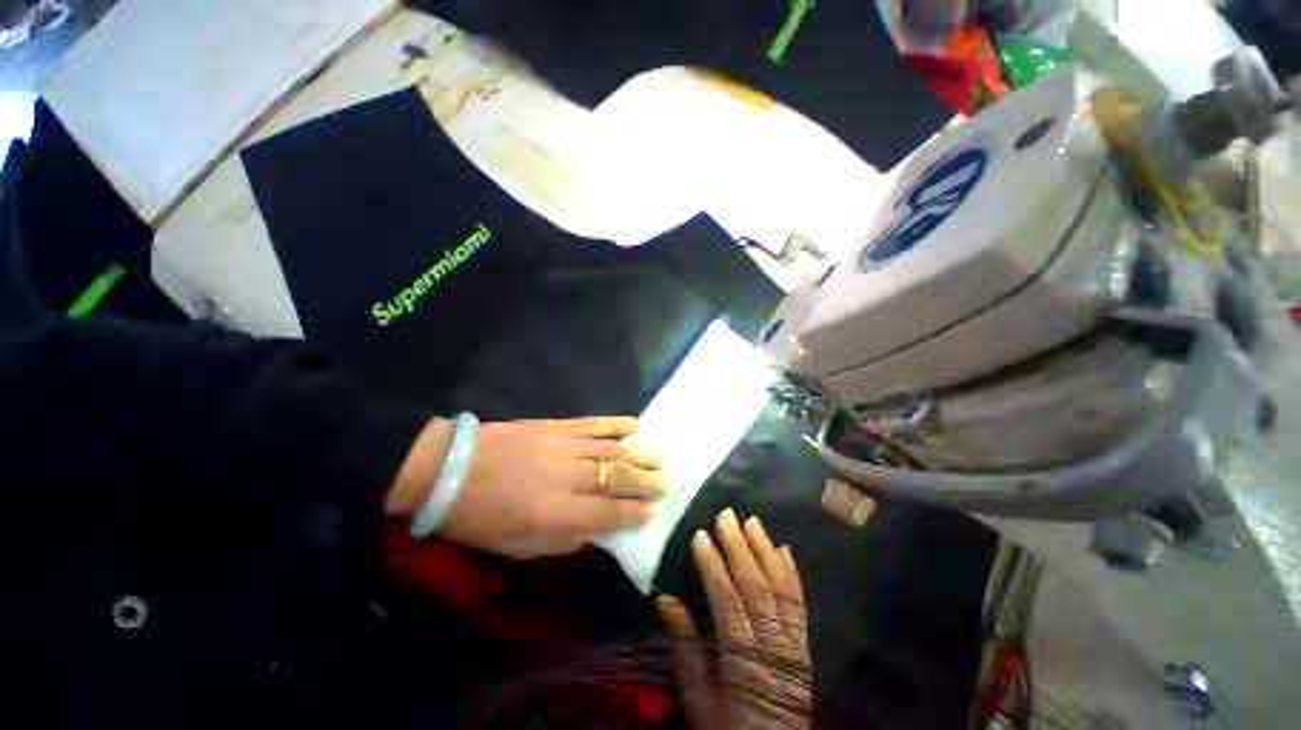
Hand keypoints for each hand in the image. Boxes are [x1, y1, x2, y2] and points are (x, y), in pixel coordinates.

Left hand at [388, 416, 670, 557]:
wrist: (450, 469)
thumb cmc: (481, 518)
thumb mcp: (518, 547)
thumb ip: (563, 540)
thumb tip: (597, 531)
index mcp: (556, 513)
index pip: (609, 513)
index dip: (636, 513)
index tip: (655, 512)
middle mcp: (568, 477)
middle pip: (618, 477)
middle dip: (647, 481)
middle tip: (668, 482)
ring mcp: (564, 446)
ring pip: (613, 449)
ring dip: (640, 454)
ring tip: (660, 458)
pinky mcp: (557, 425)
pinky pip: (595, 424)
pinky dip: (618, 424)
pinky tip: (635, 426)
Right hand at [657, 509, 811, 728]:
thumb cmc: (728, 729)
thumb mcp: (698, 699)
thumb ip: (685, 647)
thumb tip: (665, 599)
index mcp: (743, 660)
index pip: (727, 601)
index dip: (713, 566)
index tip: (700, 535)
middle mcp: (773, 646)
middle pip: (756, 587)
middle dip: (740, 546)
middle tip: (727, 515)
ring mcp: (793, 644)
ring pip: (781, 589)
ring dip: (766, 551)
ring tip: (753, 521)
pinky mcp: (804, 646)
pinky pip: (799, 604)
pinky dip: (791, 574)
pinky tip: (784, 550)